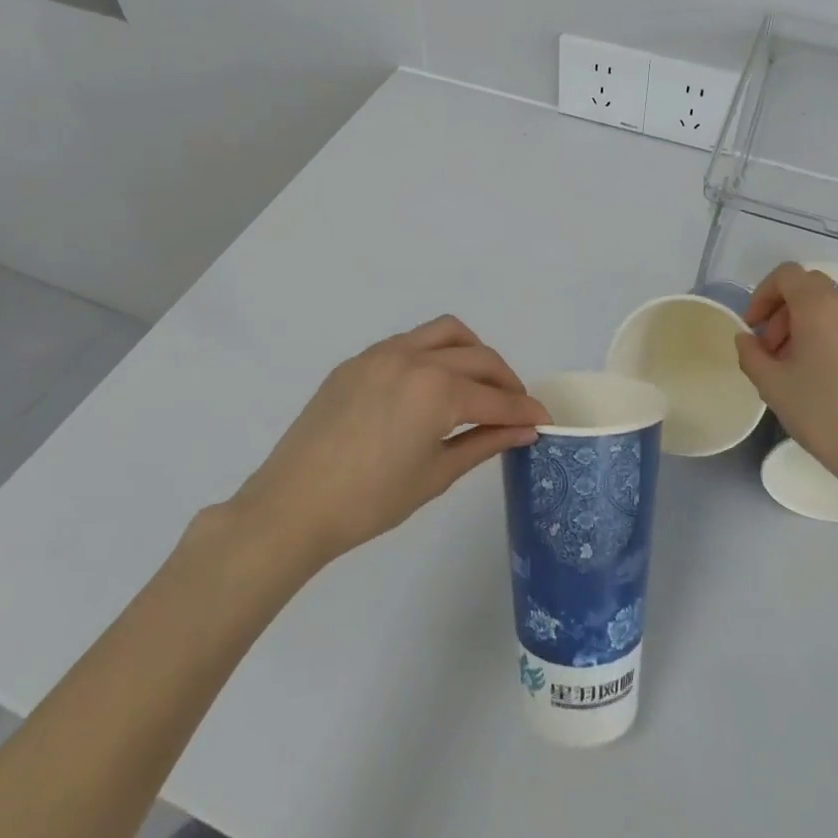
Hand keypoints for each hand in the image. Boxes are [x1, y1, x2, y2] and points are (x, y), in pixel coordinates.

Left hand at [233, 315, 548, 565]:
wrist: (292, 506)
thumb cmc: (370, 502)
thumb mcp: (436, 475)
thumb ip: (485, 442)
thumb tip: (525, 430)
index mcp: (436, 390)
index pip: (495, 397)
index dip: (524, 410)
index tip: (544, 420)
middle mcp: (414, 358)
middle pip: (478, 357)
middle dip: (505, 380)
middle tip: (515, 408)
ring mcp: (382, 353)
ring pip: (445, 332)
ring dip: (472, 352)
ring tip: (478, 384)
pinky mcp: (358, 361)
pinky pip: (409, 342)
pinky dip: (434, 353)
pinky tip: (432, 385)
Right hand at [735, 264, 837, 521]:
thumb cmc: (825, 415)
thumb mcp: (772, 386)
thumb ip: (751, 354)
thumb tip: (748, 339)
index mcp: (821, 306)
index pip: (786, 275)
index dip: (763, 295)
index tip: (753, 328)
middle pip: (809, 289)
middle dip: (783, 312)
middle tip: (771, 351)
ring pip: (832, 308)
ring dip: (806, 326)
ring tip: (796, 368)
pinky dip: (831, 337)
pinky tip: (826, 378)